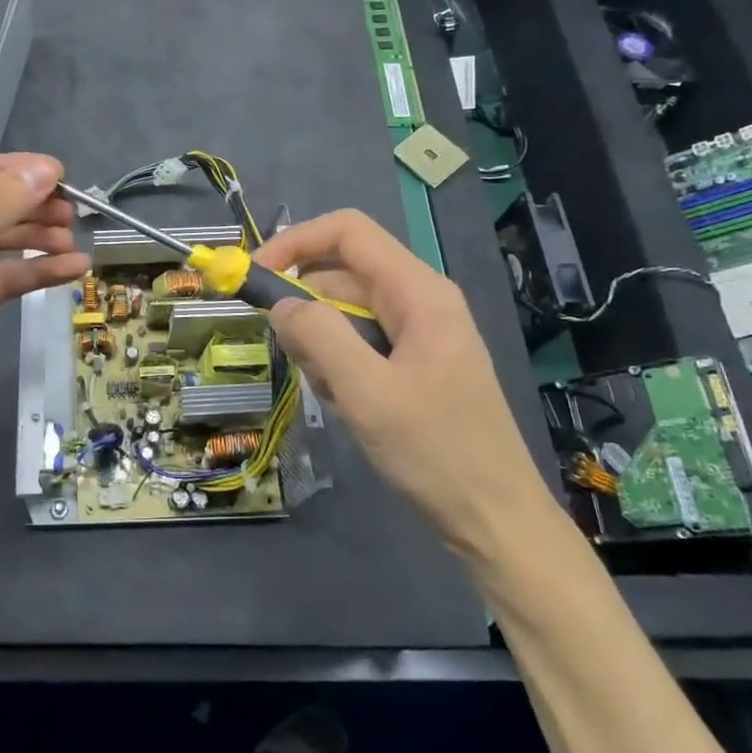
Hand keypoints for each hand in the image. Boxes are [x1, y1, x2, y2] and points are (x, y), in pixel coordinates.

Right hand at [253, 209, 555, 559]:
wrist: (496, 520)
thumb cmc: (436, 453)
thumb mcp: (367, 393)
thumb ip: (319, 337)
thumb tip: (280, 304)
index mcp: (419, 291)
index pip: (347, 232)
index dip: (296, 242)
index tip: (256, 277)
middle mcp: (419, 300)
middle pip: (340, 275)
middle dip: (307, 311)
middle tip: (298, 361)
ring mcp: (418, 332)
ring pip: (344, 313)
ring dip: (322, 347)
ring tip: (337, 397)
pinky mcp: (413, 361)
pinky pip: (358, 344)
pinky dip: (339, 367)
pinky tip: (351, 407)